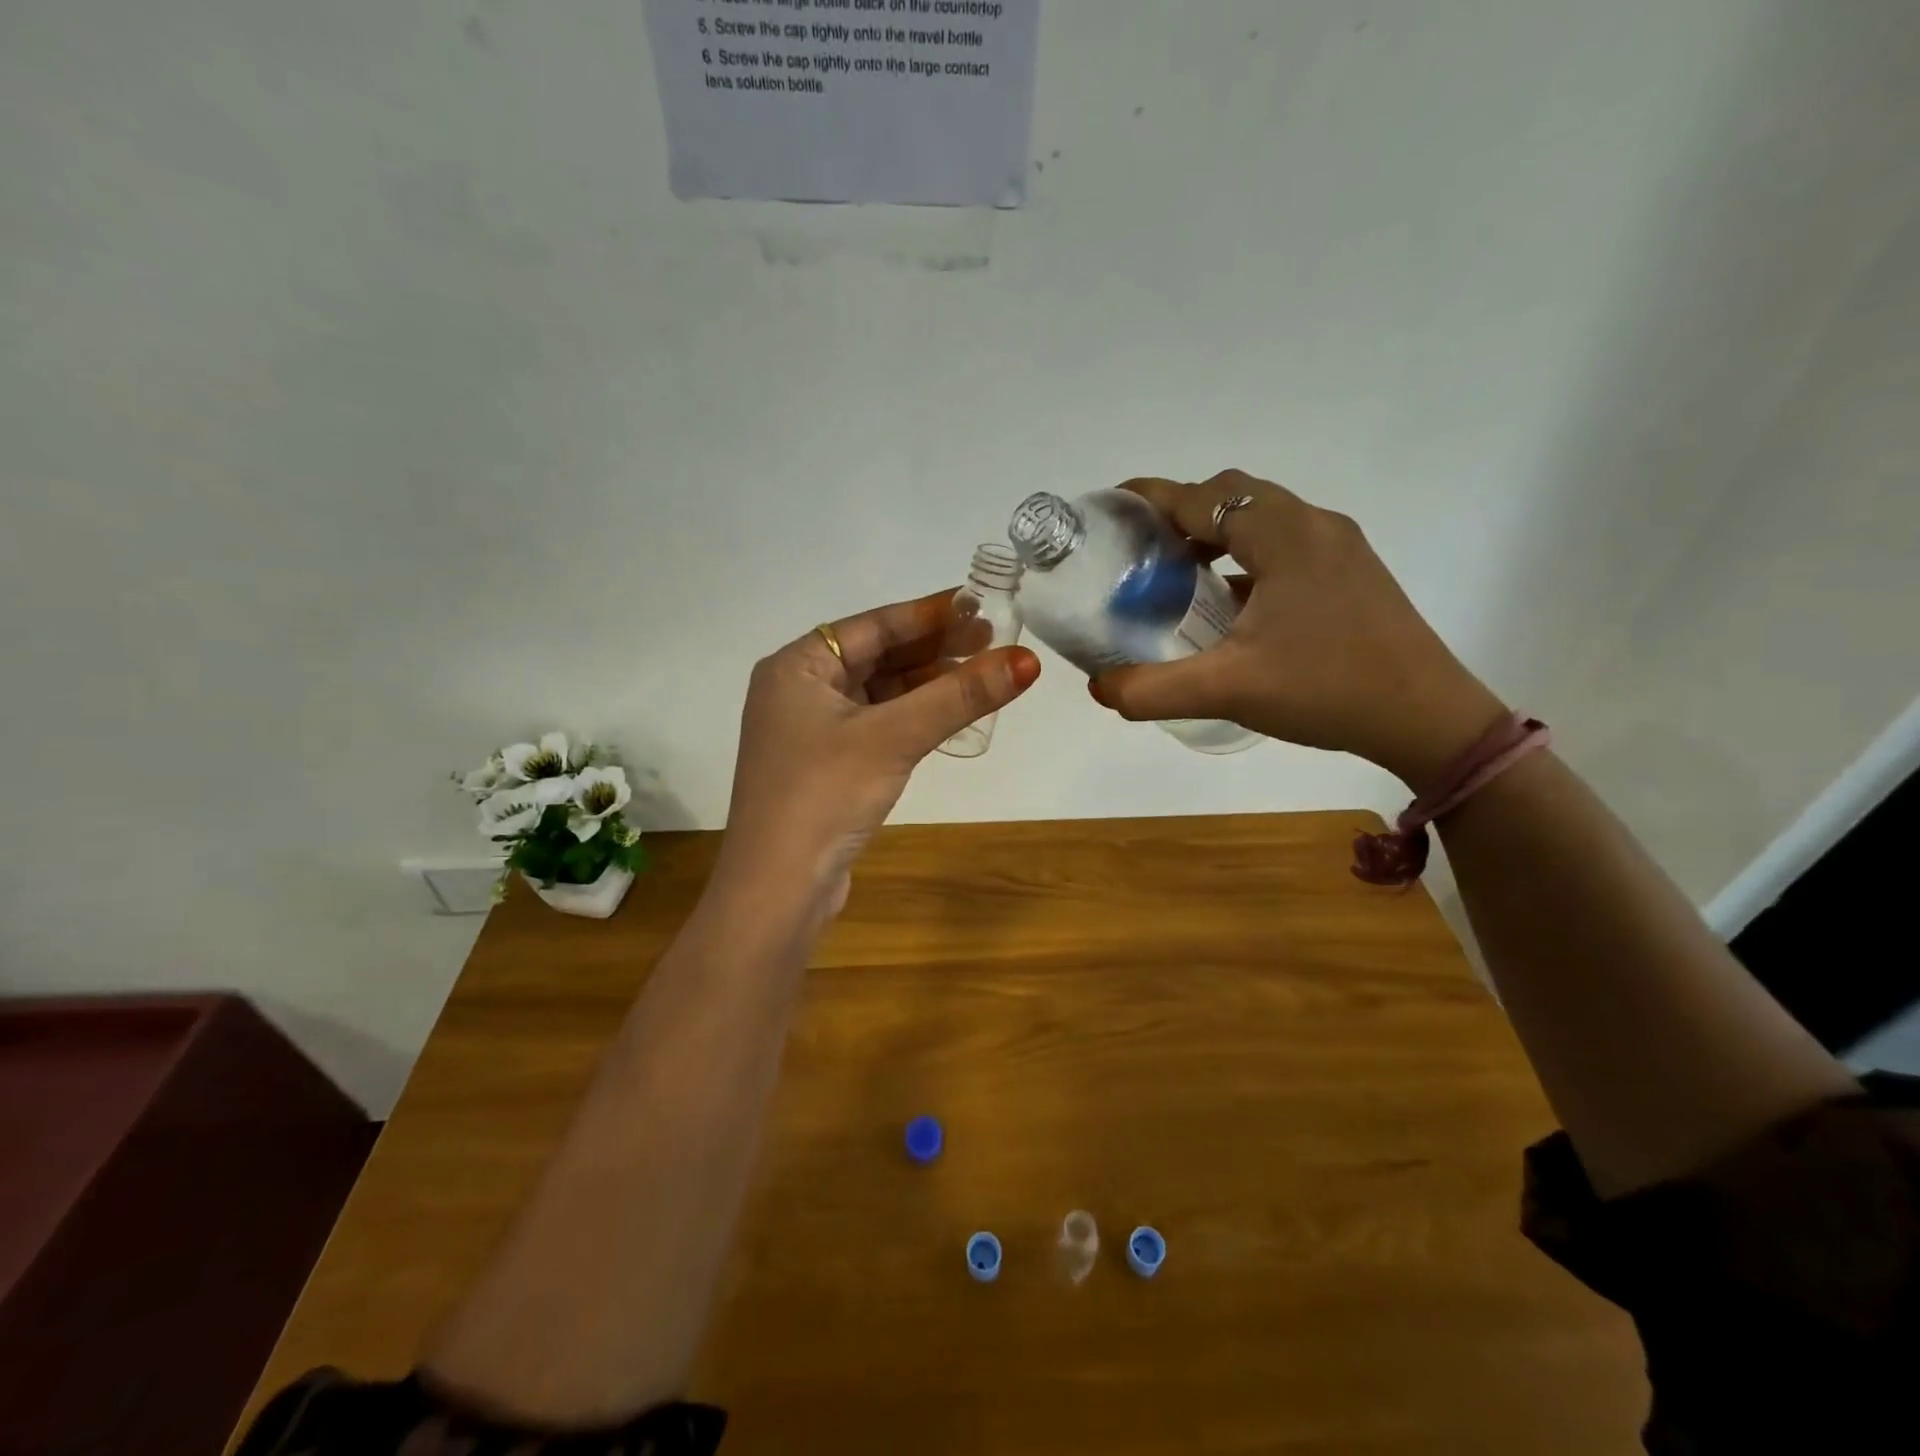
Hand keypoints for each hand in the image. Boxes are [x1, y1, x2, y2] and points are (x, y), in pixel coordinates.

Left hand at [716, 590, 1039, 918]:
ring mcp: (810, 731)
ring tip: (981, 674)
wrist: (777, 890)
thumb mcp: (894, 737)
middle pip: (876, 655)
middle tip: (991, 639)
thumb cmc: (824, 796)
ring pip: (879, 693)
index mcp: (797, 666)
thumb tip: (1028, 660)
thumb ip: (959, 696)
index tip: (980, 605)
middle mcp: (798, 691)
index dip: (930, 613)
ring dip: (926, 684)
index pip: (874, 624)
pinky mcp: (826, 767)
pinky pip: (876, 725)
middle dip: (933, 648)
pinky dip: (912, 717)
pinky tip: (948, 715)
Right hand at [1088, 470, 1507, 787]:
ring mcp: (1340, 548)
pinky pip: (1287, 545)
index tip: (1112, 509)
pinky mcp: (1353, 574)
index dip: (1153, 498)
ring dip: (1218, 533)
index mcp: (1283, 536)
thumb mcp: (1227, 690)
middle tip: (1143, 549)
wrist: (1426, 718)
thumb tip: (1099, 689)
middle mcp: (1314, 526)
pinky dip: (1248, 557)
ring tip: (1181, 573)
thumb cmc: (1326, 689)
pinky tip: (1232, 604)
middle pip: (1235, 495)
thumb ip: (1153, 689)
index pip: (1204, 495)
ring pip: (1264, 518)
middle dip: (1183, 512)